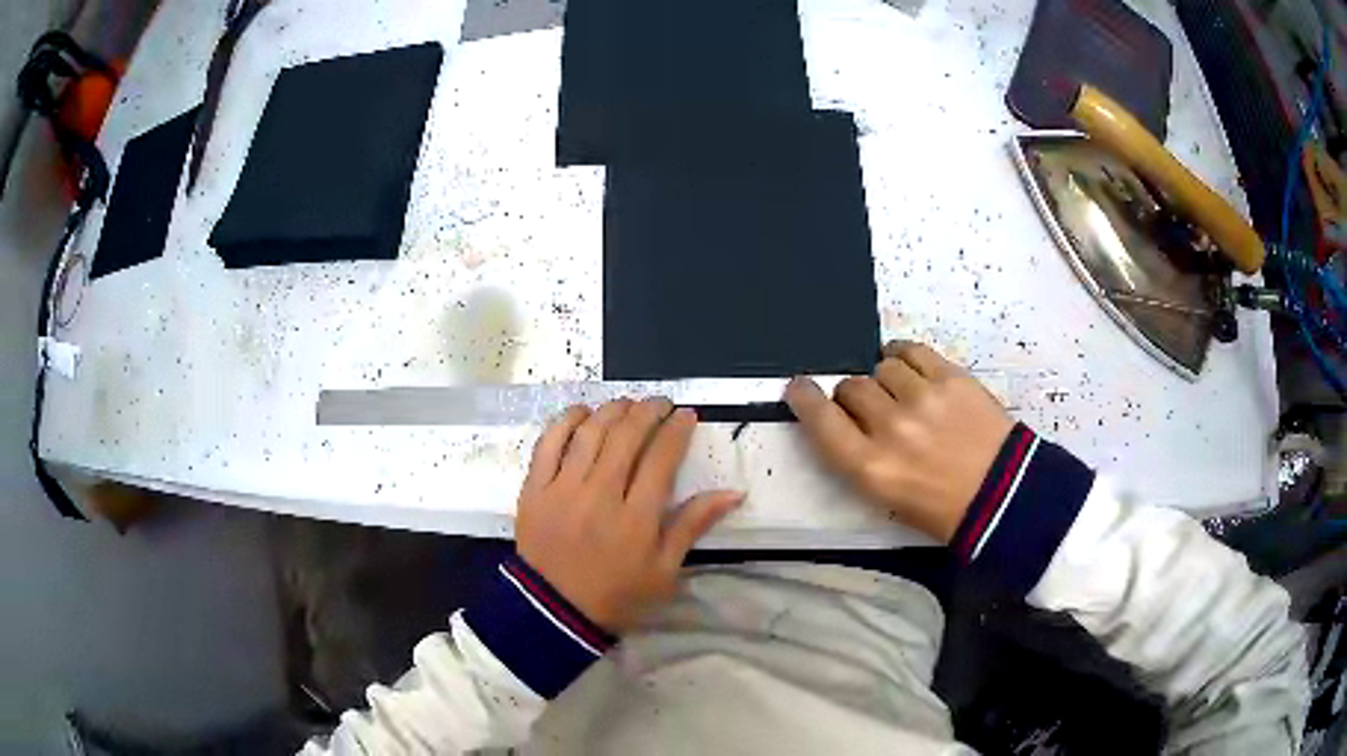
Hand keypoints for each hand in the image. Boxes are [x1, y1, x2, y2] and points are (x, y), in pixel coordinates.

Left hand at [515, 399, 742, 631]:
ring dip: (612, 410)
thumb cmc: (617, 595)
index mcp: (636, 518)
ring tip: (627, 404)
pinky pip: (547, 444)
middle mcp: (599, 495)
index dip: (676, 430)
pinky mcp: (534, 489)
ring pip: (589, 433)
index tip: (687, 415)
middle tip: (660, 404)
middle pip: (626, 436)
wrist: (554, 612)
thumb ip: (693, 526)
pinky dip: (565, 421)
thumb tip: (733, 492)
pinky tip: (582, 413)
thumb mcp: (665, 570)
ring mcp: (562, 489)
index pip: (661, 458)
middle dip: (648, 411)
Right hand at [784, 341, 1013, 542]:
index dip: (804, 397)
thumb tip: (841, 418)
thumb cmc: (940, 508)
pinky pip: (911, 351)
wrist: (1002, 495)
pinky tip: (908, 366)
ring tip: (901, 392)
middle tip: (872, 407)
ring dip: (884, 379)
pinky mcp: (951, 378)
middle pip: (850, 388)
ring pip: (881, 368)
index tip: (800, 387)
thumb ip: (857, 456)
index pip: (820, 419)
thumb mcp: (885, 496)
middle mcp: (890, 428)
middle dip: (853, 395)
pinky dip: (903, 356)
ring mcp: (923, 398)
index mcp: (870, 467)